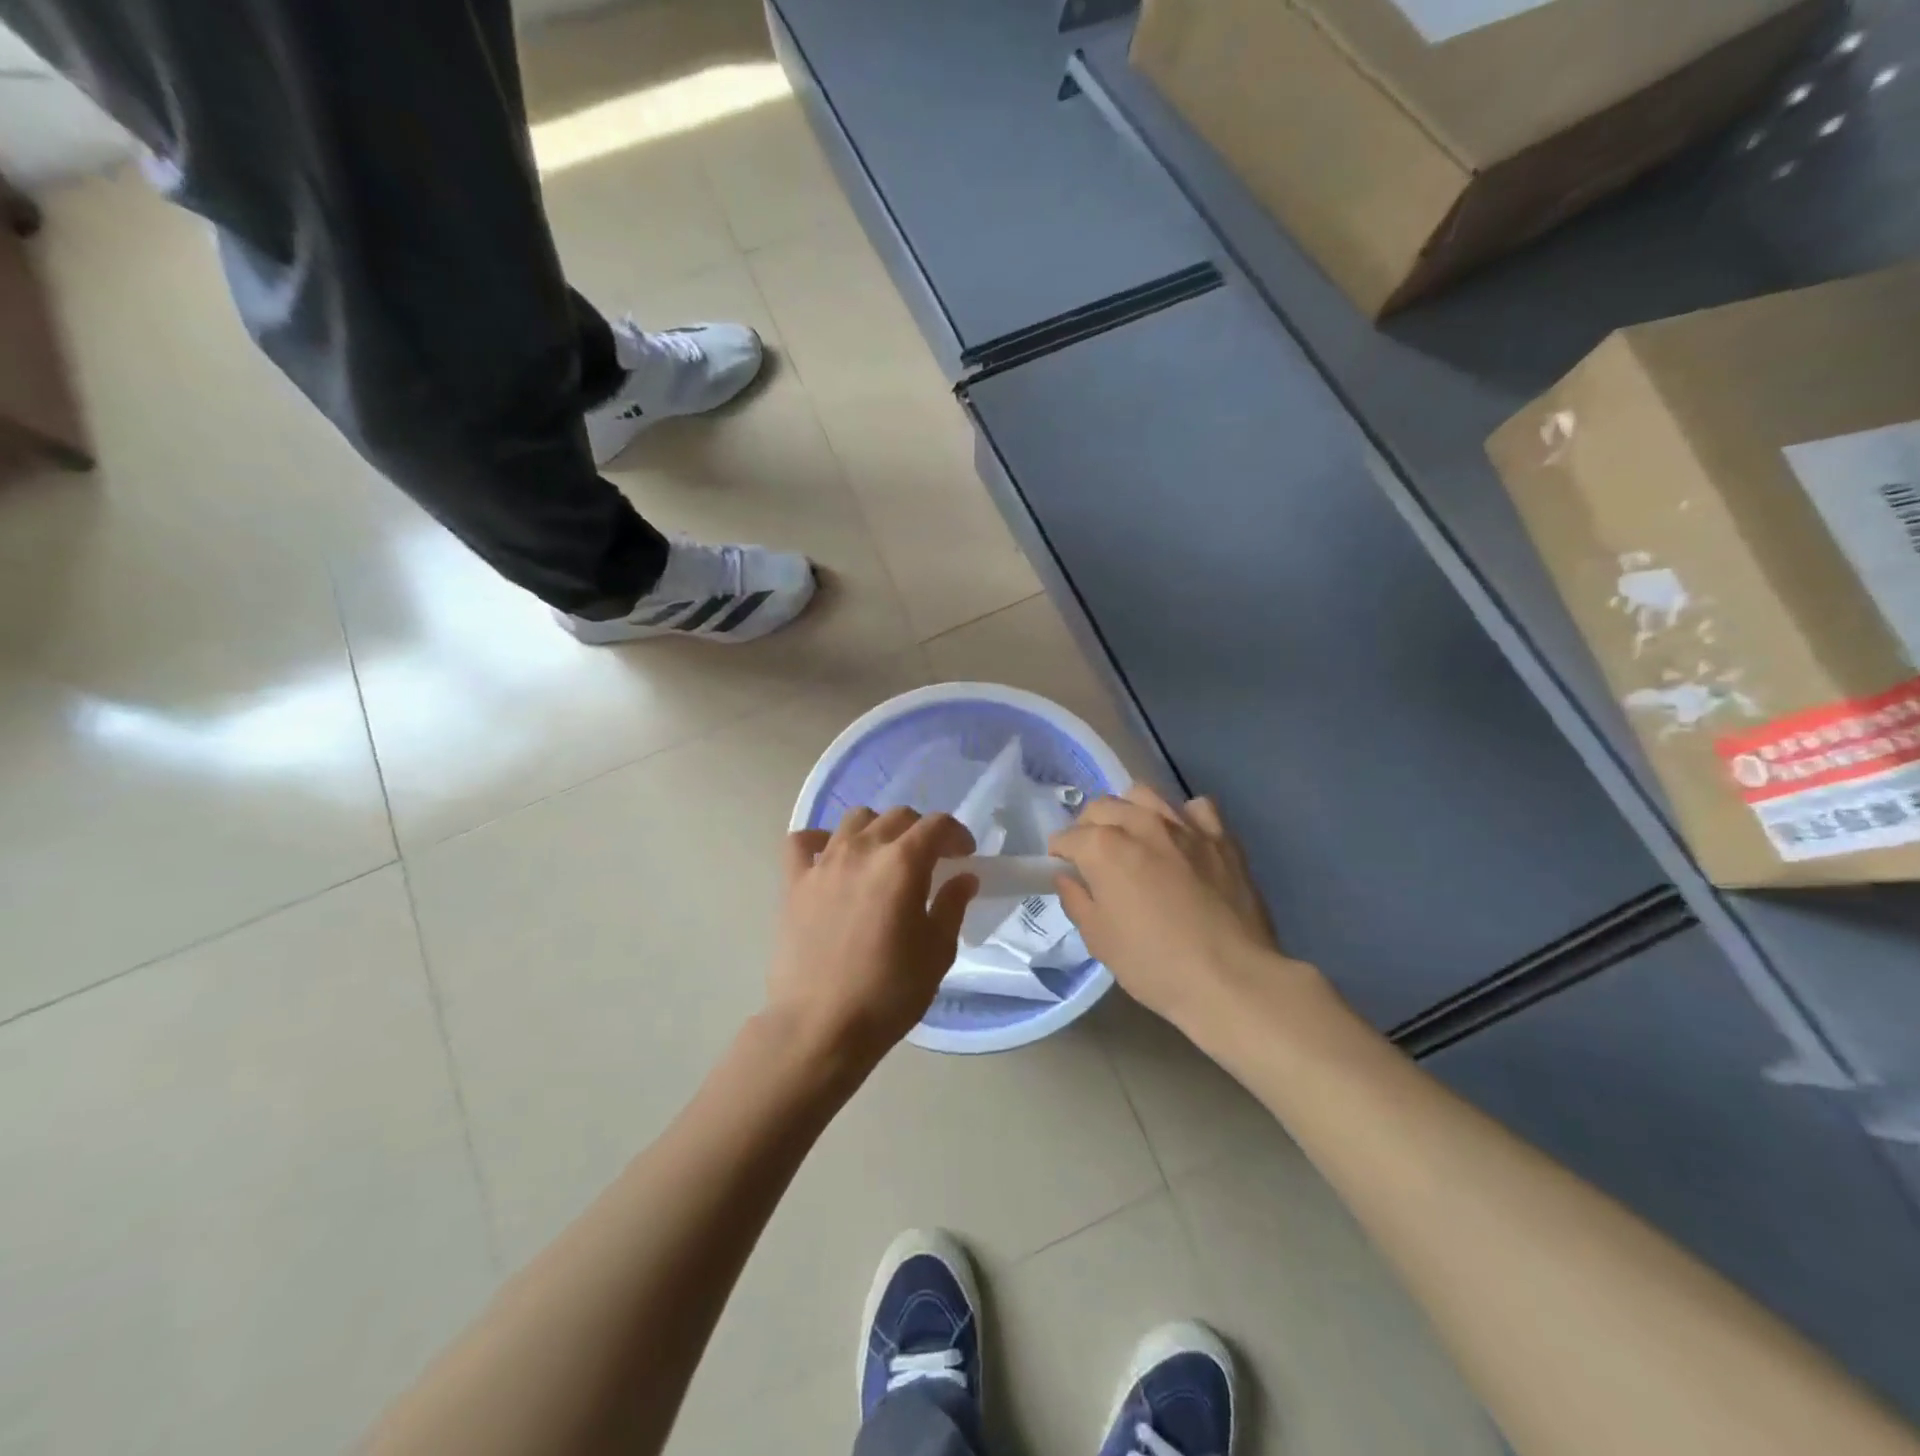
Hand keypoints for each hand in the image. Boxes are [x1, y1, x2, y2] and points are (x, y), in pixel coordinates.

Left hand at [769, 808, 978, 1068]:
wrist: (821, 1026)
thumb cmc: (889, 992)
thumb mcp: (937, 952)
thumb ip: (952, 906)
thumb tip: (963, 878)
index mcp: (902, 863)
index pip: (936, 825)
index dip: (957, 834)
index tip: (964, 855)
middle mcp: (862, 850)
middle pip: (897, 816)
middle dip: (921, 831)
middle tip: (931, 860)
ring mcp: (823, 863)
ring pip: (854, 820)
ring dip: (877, 829)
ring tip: (884, 858)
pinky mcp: (794, 882)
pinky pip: (803, 842)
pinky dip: (821, 841)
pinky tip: (831, 859)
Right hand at [1050, 786, 1309, 1034]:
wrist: (1232, 980)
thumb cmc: (1155, 965)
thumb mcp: (1099, 940)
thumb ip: (1077, 900)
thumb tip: (1068, 877)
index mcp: (1104, 848)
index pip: (1068, 837)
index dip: (1060, 852)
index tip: (1063, 867)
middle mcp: (1141, 825)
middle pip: (1103, 807)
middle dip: (1089, 826)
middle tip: (1094, 854)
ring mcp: (1185, 827)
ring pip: (1145, 795)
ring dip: (1130, 810)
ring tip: (1133, 836)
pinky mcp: (1221, 837)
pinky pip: (1196, 808)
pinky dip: (1183, 817)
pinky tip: (1182, 839)